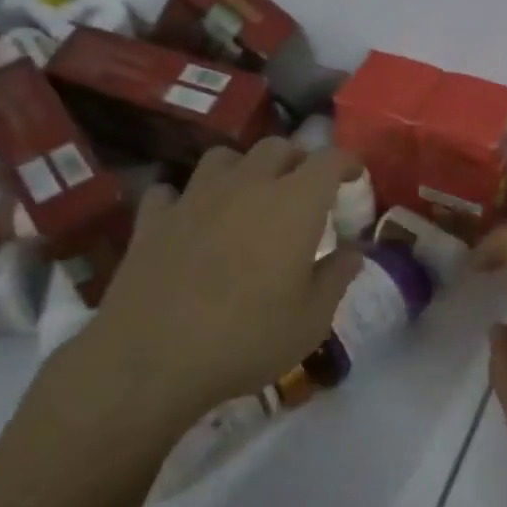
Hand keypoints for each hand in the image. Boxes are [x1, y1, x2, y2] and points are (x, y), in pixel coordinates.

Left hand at [29, 140, 362, 480]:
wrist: (151, 360)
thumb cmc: (247, 338)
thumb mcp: (312, 319)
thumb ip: (337, 276)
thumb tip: (353, 250)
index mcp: (294, 203)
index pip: (328, 160)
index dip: (346, 163)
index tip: (355, 176)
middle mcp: (246, 186)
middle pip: (277, 147)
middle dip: (297, 160)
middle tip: (305, 188)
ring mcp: (195, 197)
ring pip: (224, 157)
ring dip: (244, 168)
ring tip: (249, 195)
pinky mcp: (153, 219)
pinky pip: (172, 191)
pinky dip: (186, 199)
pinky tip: (190, 220)